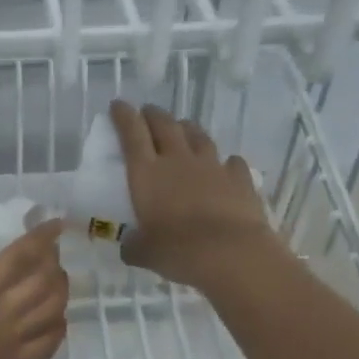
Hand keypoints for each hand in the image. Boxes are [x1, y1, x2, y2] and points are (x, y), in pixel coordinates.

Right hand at [0, 220, 69, 358]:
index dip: (41, 238)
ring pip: (53, 309)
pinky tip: (55, 322)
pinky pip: (47, 346)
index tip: (54, 225)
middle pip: (45, 280)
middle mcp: (3, 311)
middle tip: (50, 253)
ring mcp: (10, 340)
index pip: (19, 256)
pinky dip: (57, 329)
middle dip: (53, 262)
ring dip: (60, 291)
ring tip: (57, 281)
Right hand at [109, 100, 273, 291]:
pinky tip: (226, 165)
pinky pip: (232, 162)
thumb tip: (129, 247)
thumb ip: (134, 246)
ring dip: (188, 129)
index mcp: (147, 173)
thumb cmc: (177, 250)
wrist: (231, 254)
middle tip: (148, 112)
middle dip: (154, 115)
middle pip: (165, 125)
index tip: (118, 105)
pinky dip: (226, 161)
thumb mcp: (144, 252)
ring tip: (183, 128)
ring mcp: (212, 167)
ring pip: (198, 136)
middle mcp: (178, 160)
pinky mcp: (240, 179)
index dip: (124, 116)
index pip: (132, 133)